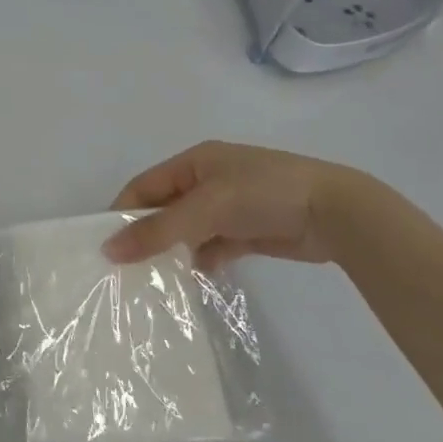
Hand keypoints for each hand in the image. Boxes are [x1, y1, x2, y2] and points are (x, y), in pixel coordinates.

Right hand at [102, 141, 365, 270]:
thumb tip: (109, 250)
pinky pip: (213, 246)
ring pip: (188, 230)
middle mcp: (208, 181)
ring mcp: (230, 207)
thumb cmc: (265, 194)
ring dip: (174, 251)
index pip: (145, 186)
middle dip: (146, 234)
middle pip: (164, 209)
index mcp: (195, 162)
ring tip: (154, 279)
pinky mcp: (249, 231)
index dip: (123, 212)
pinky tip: (194, 277)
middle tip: (125, 267)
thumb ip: (158, 230)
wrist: (337, 213)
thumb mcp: (206, 208)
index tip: (104, 245)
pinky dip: (202, 260)